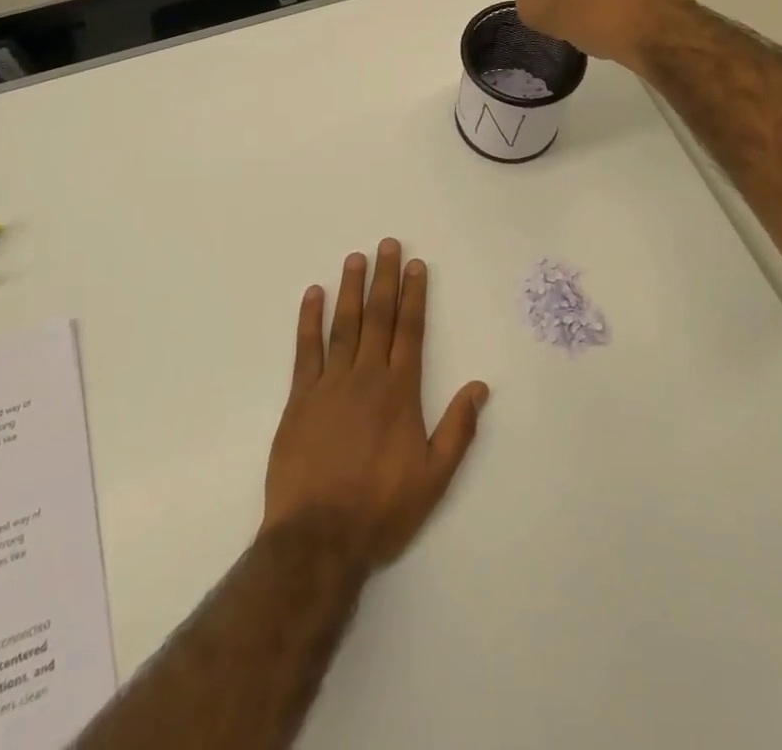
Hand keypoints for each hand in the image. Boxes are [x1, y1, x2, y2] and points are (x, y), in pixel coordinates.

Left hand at [263, 240, 488, 568]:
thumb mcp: (434, 478)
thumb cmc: (381, 508)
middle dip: (385, 278)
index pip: (411, 331)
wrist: (319, 537)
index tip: (416, 265)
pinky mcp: (300, 397)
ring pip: (344, 324)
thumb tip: (480, 387)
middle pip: (378, 317)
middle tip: (387, 244)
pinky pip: (306, 349)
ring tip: (355, 257)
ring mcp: (330, 384)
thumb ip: (458, 429)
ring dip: (351, 289)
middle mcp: (367, 377)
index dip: (414, 295)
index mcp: (400, 392)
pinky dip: (309, 320)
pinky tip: (313, 295)